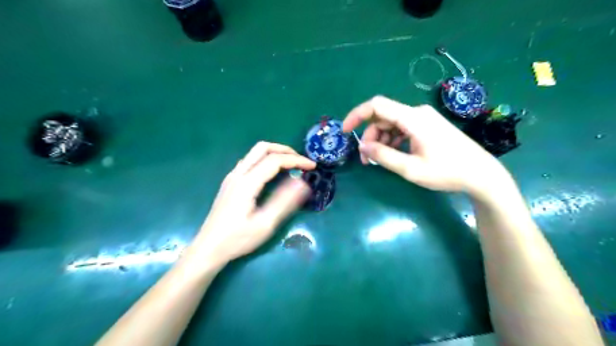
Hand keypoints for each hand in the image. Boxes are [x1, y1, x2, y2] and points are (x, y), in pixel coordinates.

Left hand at [193, 143, 316, 263]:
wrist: (208, 248)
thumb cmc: (237, 239)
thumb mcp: (265, 224)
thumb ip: (284, 201)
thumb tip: (302, 183)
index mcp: (247, 183)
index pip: (275, 160)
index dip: (296, 160)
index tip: (312, 166)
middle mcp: (238, 174)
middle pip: (262, 148)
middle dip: (285, 150)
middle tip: (301, 161)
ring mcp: (232, 177)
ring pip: (255, 153)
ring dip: (274, 153)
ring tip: (291, 165)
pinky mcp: (230, 182)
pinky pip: (250, 161)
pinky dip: (265, 160)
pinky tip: (272, 174)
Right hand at [344, 96, 512, 198]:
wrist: (481, 174)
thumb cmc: (447, 172)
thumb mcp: (411, 168)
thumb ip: (383, 156)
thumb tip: (361, 146)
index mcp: (413, 118)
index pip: (377, 106)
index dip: (357, 115)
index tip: (345, 131)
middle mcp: (417, 113)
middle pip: (383, 118)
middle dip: (370, 137)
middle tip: (366, 159)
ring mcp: (423, 119)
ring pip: (391, 124)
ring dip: (380, 140)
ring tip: (379, 160)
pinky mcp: (428, 126)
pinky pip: (402, 128)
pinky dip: (392, 140)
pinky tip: (394, 154)